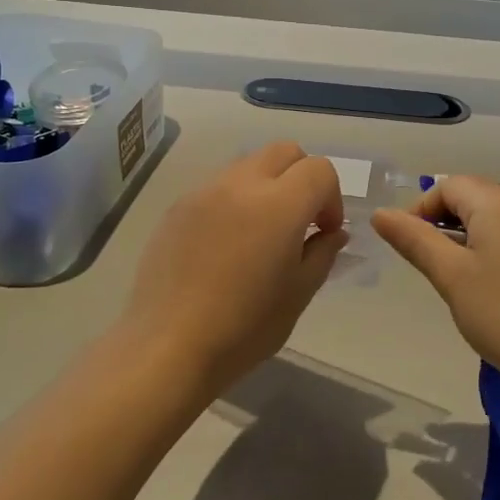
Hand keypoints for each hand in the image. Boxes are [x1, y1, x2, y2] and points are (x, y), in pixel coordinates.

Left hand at [123, 143, 346, 398]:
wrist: (167, 347)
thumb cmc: (244, 328)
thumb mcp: (298, 294)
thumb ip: (322, 253)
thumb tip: (332, 233)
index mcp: (279, 205)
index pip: (319, 170)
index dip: (331, 198)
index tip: (324, 232)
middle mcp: (241, 184)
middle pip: (284, 152)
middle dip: (302, 178)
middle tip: (299, 222)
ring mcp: (205, 191)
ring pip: (249, 165)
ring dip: (267, 186)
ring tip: (260, 233)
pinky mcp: (178, 207)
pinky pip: (218, 187)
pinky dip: (234, 201)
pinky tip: (226, 245)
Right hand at [372, 176, 499, 395]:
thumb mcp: (450, 276)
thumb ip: (414, 240)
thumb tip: (380, 214)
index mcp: (496, 200)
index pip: (446, 186)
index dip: (419, 210)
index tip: (407, 248)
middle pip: (470, 198)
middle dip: (441, 225)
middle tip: (430, 267)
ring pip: (490, 218)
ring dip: (465, 240)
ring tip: (456, 281)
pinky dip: (489, 250)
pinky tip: (488, 288)